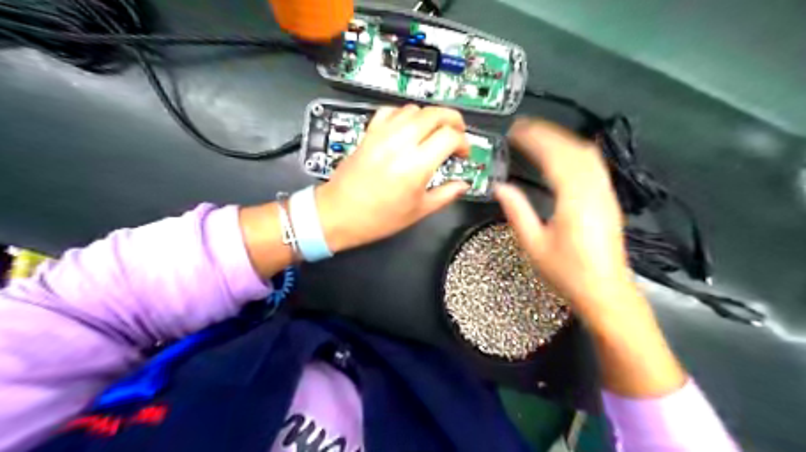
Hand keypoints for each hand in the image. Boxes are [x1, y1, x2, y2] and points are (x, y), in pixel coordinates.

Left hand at [311, 106, 469, 251]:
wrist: (339, 213)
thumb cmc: (379, 218)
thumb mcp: (419, 211)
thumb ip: (446, 195)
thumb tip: (462, 185)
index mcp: (416, 165)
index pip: (450, 136)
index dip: (464, 142)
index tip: (463, 154)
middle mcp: (401, 143)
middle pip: (436, 113)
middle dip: (453, 120)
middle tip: (457, 135)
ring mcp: (383, 135)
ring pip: (414, 109)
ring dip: (430, 117)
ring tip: (433, 133)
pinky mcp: (369, 133)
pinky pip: (390, 111)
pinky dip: (404, 115)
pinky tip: (407, 129)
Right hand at [499, 118, 685, 395]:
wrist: (605, 292)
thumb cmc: (568, 273)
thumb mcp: (534, 245)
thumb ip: (517, 211)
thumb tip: (501, 187)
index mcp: (574, 200)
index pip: (554, 156)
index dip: (534, 139)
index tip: (515, 130)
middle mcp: (594, 190)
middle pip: (572, 148)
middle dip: (547, 133)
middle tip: (522, 128)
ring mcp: (605, 193)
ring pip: (587, 153)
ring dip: (562, 139)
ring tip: (539, 136)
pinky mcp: (609, 199)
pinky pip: (594, 164)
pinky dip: (576, 150)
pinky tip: (565, 153)